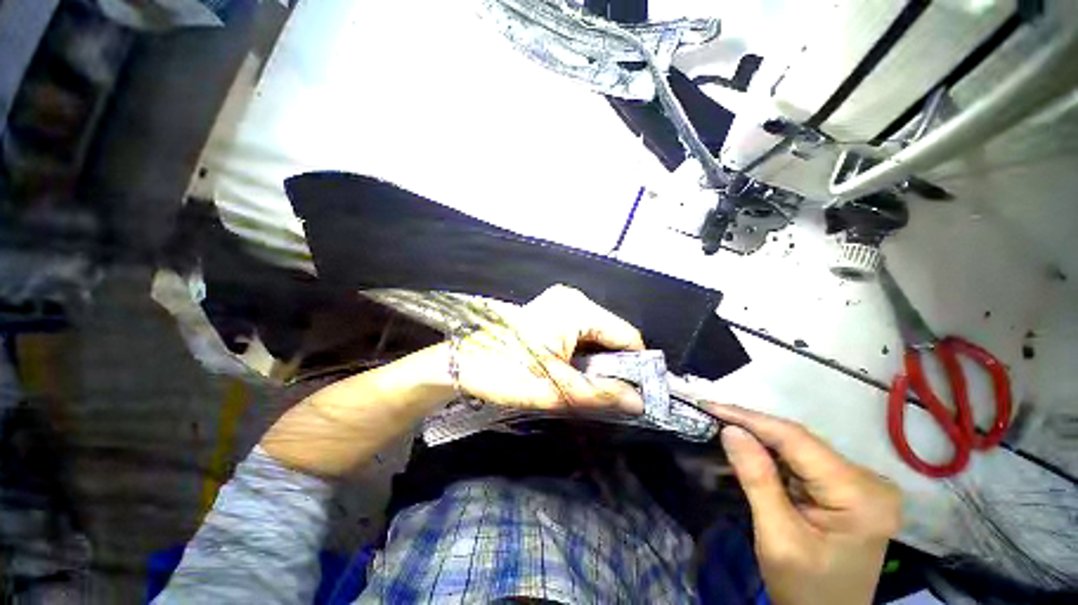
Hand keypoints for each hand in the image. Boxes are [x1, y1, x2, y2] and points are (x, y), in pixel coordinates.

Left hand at [455, 285, 645, 412]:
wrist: (463, 363)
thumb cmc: (506, 374)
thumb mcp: (558, 390)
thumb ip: (602, 395)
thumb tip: (640, 403)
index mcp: (577, 310)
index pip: (626, 335)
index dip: (638, 366)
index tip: (639, 393)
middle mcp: (573, 299)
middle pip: (612, 333)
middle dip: (615, 365)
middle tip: (612, 395)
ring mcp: (561, 301)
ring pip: (597, 333)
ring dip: (599, 360)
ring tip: (592, 385)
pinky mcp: (552, 309)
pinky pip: (582, 331)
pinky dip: (585, 352)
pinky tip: (577, 369)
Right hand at [706, 403, 902, 604]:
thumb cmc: (805, 589)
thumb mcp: (777, 537)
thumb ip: (757, 480)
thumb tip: (730, 430)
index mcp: (860, 494)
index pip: (796, 440)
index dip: (749, 419)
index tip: (710, 405)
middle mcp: (868, 480)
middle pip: (798, 441)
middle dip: (751, 427)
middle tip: (711, 414)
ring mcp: (860, 484)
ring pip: (797, 447)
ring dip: (758, 439)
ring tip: (721, 425)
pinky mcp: (846, 488)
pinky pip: (801, 461)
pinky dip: (770, 455)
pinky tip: (747, 450)